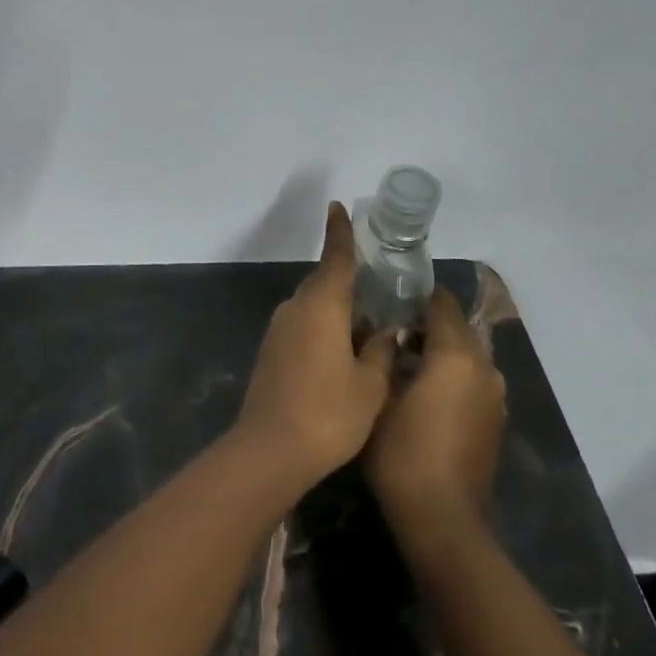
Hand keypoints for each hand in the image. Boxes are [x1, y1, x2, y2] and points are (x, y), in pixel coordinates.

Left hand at [232, 203, 396, 486]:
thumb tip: (384, 332)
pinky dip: (323, 331)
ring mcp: (279, 330)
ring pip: (314, 308)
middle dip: (349, 285)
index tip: (336, 207)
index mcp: (322, 304)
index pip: (335, 258)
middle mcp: (295, 308)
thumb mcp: (371, 384)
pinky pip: (303, 327)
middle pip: (325, 284)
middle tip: (379, 292)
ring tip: (368, 330)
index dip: (339, 233)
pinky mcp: (271, 352)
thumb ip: (381, 351)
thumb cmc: (330, 412)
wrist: (271, 448)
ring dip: (338, 313)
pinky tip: (342, 354)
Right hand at [364, 287, 506, 535]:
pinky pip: (472, 380)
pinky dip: (450, 375)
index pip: (441, 303)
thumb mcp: (380, 396)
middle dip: (426, 324)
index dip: (413, 296)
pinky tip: (421, 391)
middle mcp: (485, 368)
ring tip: (401, 360)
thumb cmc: (402, 452)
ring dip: (439, 351)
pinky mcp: (495, 419)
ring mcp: (495, 395)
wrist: (442, 518)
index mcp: (458, 355)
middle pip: (457, 327)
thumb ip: (387, 356)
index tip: (385, 298)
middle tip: (387, 330)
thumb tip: (391, 334)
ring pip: (466, 354)